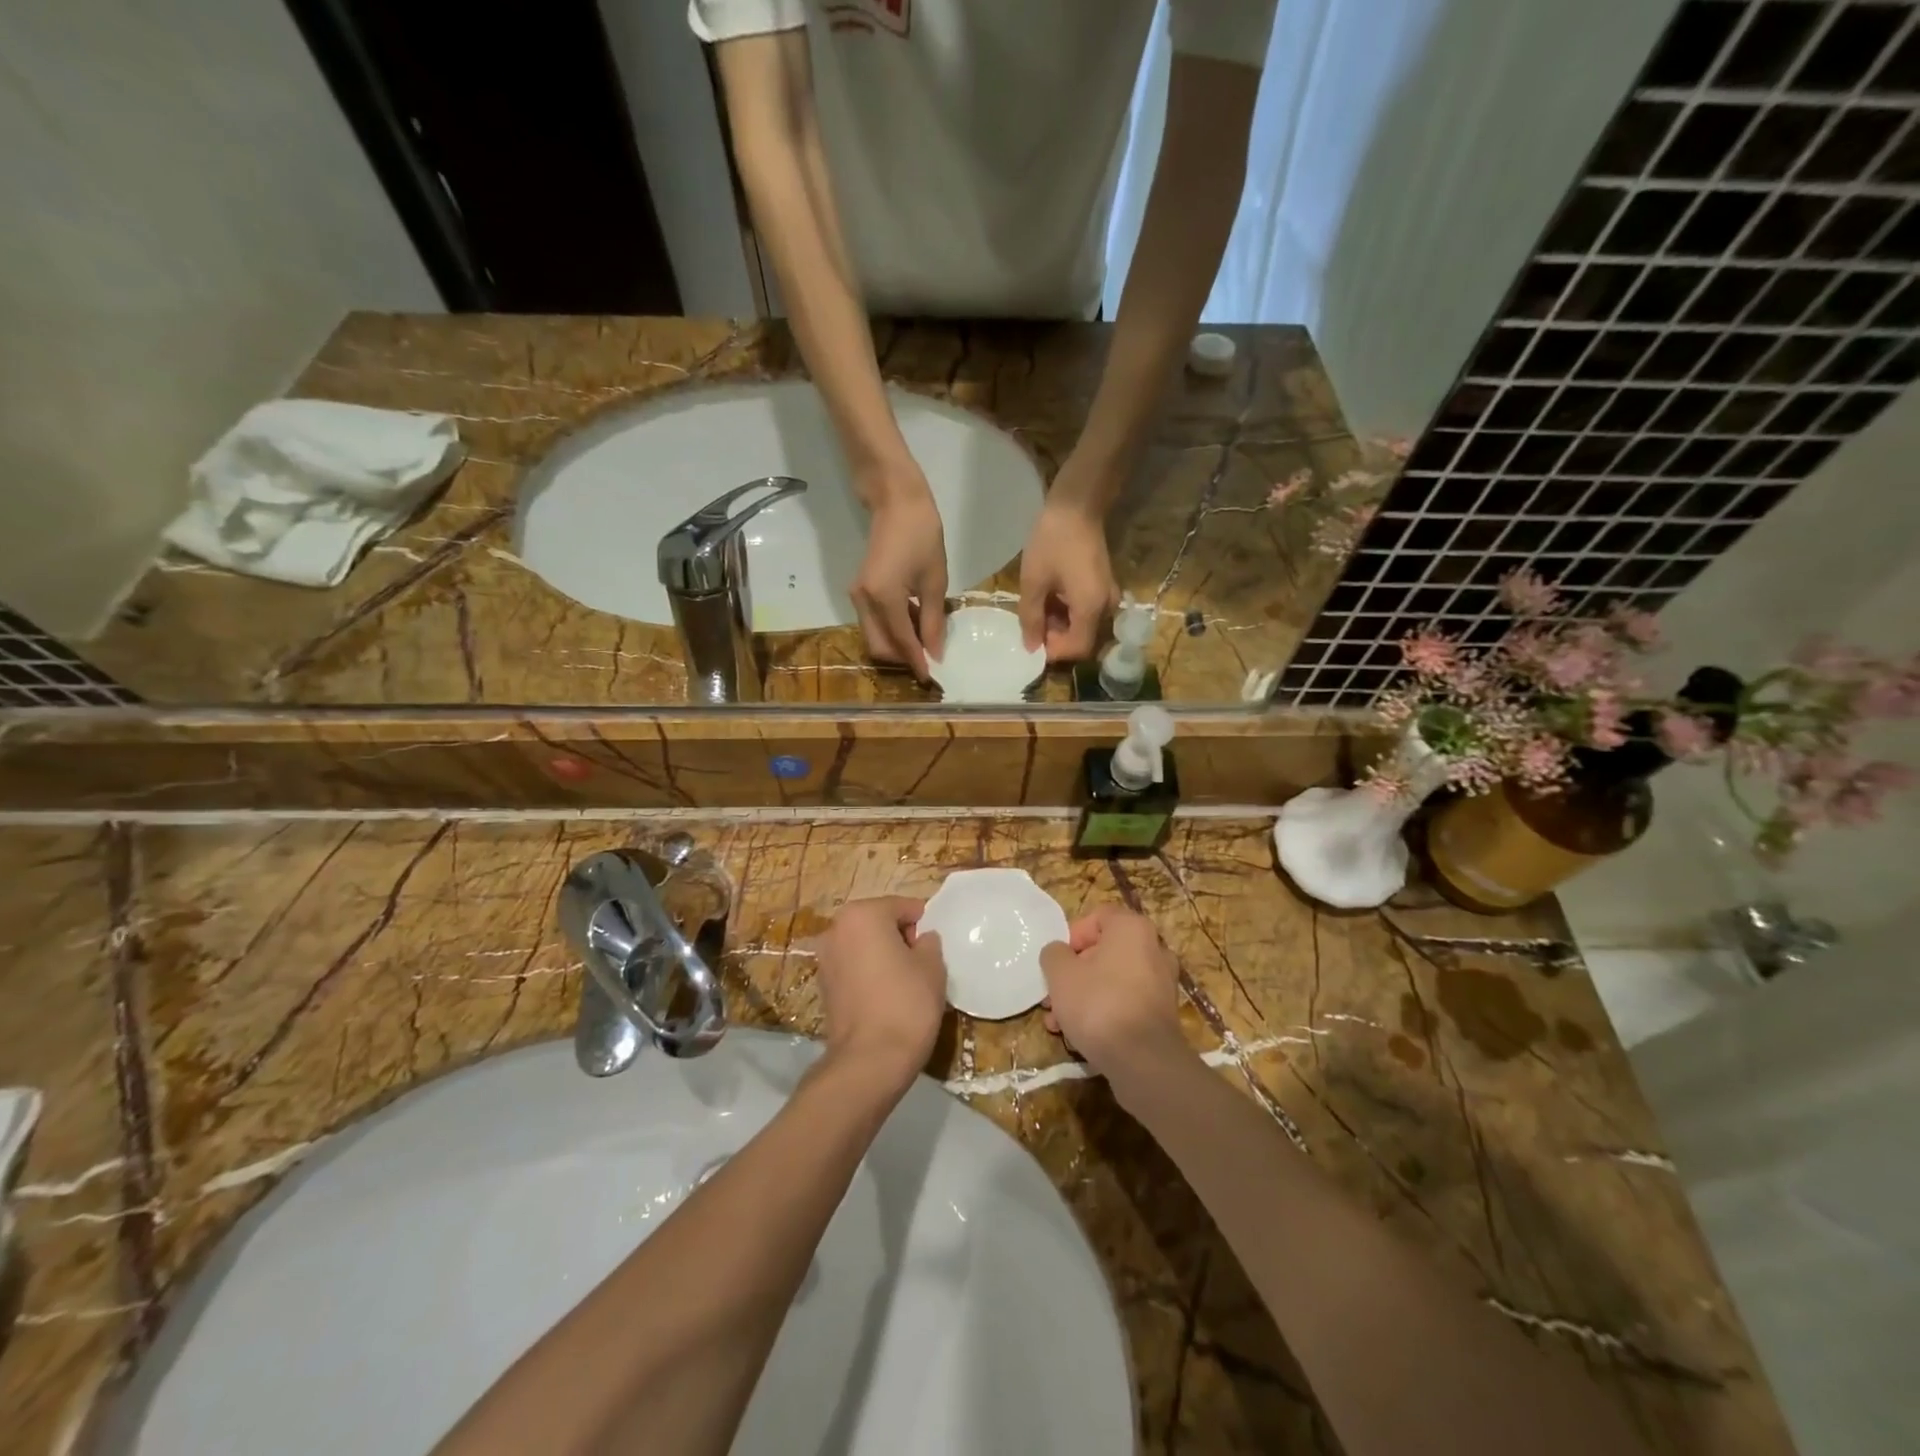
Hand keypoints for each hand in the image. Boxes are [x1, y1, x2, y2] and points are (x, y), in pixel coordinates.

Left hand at [812, 896, 946, 1091]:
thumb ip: (929, 942)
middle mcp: (836, 929)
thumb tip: (921, 939)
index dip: (923, 924)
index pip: (902, 907)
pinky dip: (869, 975)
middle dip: (900, 938)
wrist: (869, 1061)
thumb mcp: (932, 966)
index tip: (935, 947)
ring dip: (883, 956)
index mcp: (862, 914)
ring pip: (864, 946)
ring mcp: (825, 959)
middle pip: (879, 923)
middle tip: (922, 964)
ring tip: (905, 983)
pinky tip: (886, 998)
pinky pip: (854, 969)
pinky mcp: (823, 986)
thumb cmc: (906, 1003)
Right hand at [851, 471, 947, 678]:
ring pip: (874, 636)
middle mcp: (863, 601)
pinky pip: (874, 621)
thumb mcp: (934, 581)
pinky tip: (915, 621)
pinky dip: (892, 629)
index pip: (901, 642)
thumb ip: (933, 620)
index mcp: (883, 598)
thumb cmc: (921, 535)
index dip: (917, 662)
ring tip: (926, 639)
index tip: (932, 678)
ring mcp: (858, 596)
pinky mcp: (860, 590)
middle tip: (930, 658)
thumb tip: (935, 652)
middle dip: (903, 658)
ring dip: (897, 644)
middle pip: (879, 646)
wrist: (895, 501)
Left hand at [1018, 498, 1116, 661]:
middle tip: (1031, 622)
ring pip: (1083, 625)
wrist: (1077, 504)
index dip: (1054, 651)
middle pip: (1082, 639)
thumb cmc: (1053, 541)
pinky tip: (1048, 597)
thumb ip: (1031, 617)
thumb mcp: (1034, 581)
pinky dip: (1067, 611)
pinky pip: (1086, 610)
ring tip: (1036, 607)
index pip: (1078, 649)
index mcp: (1091, 608)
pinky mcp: (1103, 586)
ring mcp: (1107, 595)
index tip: (1032, 640)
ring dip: (1059, 624)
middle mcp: (1106, 607)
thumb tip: (1031, 647)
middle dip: (1055, 637)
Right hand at [1038, 906, 1183, 1076]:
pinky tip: (1081, 1036)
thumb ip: (1054, 954)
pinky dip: (1104, 1012)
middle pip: (1104, 951)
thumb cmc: (1099, 1003)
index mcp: (1133, 928)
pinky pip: (1126, 1002)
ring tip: (1059, 1022)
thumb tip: (1059, 953)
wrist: (1143, 1060)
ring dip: (1084, 996)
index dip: (1073, 935)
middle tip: (1053, 996)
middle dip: (1074, 973)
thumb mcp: (1061, 974)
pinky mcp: (1163, 1013)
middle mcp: (1154, 949)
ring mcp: (1162, 982)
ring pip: (1113, 980)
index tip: (1059, 960)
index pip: (1098, 917)